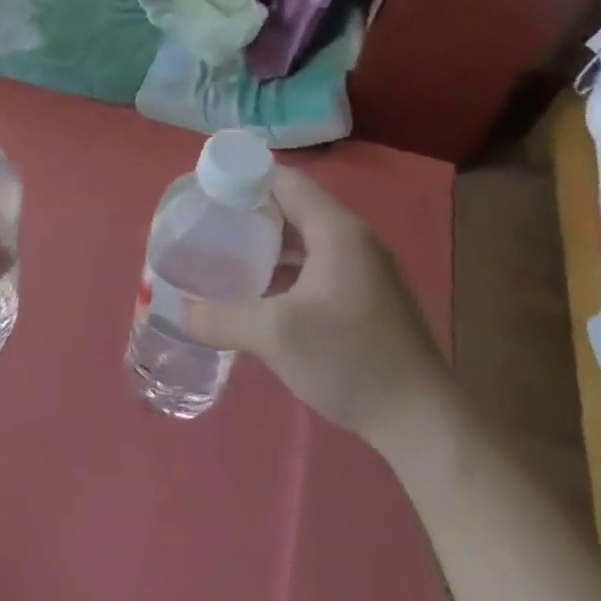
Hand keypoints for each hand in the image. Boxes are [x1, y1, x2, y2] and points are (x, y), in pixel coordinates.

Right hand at [181, 166, 447, 449]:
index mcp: (337, 231)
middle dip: (249, 211)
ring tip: (225, 253)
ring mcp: (365, 269)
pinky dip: (286, 267)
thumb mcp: (274, 335)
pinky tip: (259, 291)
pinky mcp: (367, 297)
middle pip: (294, 207)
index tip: (204, 191)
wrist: (422, 421)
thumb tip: (178, 312)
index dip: (243, 178)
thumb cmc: (349, 360)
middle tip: (207, 223)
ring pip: (305, 239)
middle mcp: (354, 240)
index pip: (285, 181)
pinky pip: (317, 265)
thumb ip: (221, 317)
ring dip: (267, 242)